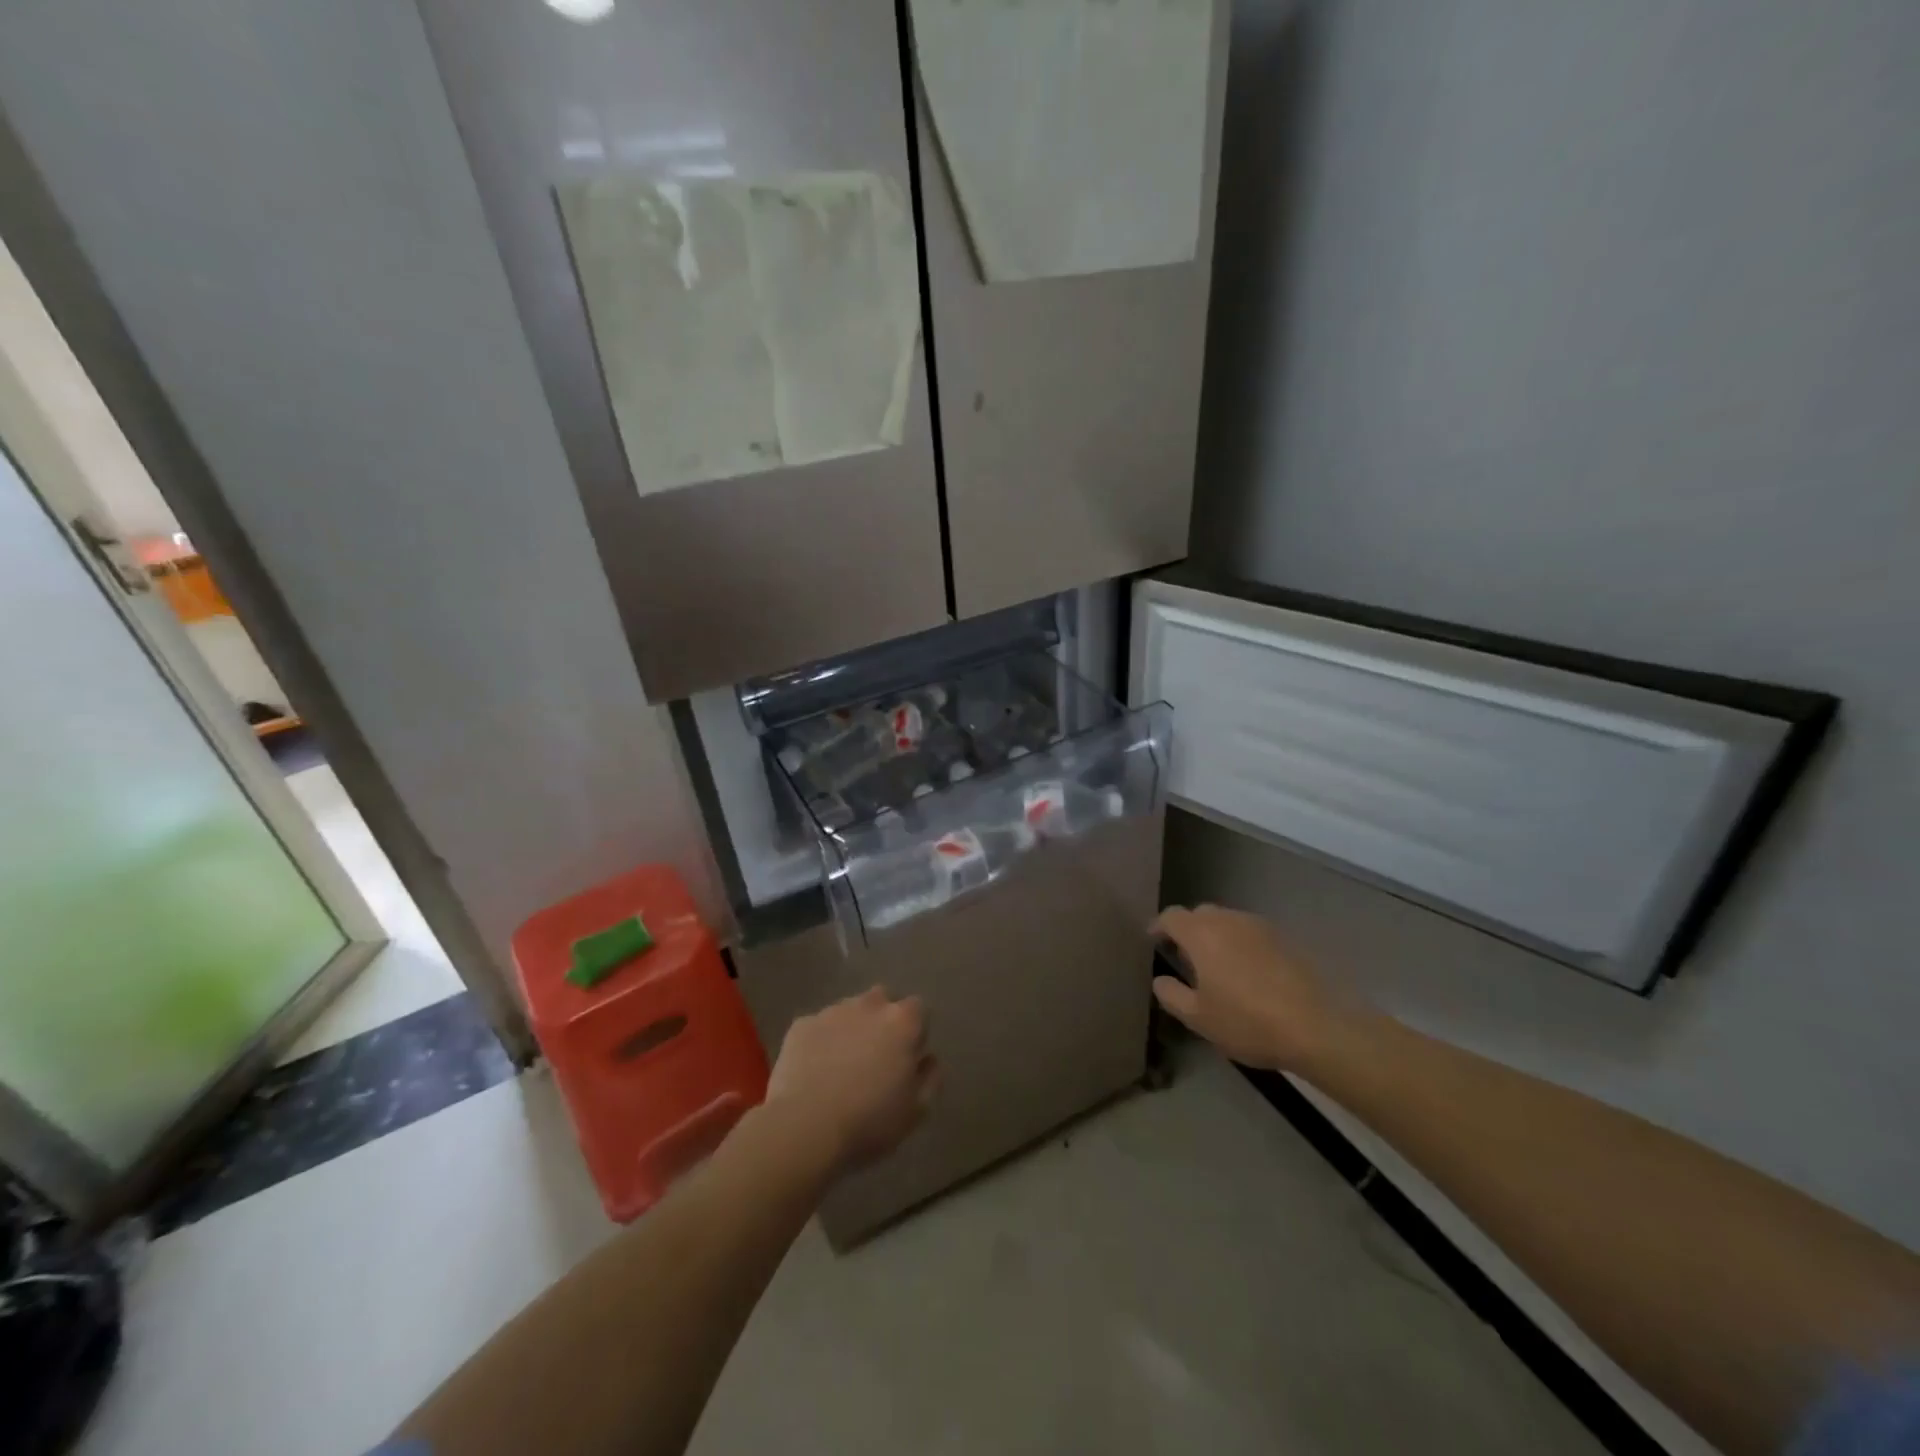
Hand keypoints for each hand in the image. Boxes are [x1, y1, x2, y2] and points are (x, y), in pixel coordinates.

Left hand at [765, 987, 939, 1176]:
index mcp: (902, 1022)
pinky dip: (821, 1042)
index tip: (908, 1058)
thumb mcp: (916, 1111)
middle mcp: (869, 1005)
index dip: (915, 1032)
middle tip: (876, 1057)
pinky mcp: (802, 1024)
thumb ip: (930, 1078)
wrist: (803, 1127)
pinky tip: (815, 1071)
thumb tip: (929, 1059)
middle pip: (883, 1000)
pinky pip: (819, 1027)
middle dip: (883, 1020)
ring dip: (852, 1028)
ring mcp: (832, 1011)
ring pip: (849, 1011)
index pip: (918, 1009)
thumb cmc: (869, 1121)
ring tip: (842, 1066)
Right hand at [1150, 905, 1357, 1072]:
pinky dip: (1242, 945)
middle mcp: (1228, 920)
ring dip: (1217, 936)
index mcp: (1201, 934)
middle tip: (1186, 958)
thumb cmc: (1247, 1021)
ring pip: (1228, 921)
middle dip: (1189, 930)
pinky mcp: (1285, 938)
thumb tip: (1160, 979)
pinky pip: (1252, 933)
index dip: (1159, 927)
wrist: (1316, 1027)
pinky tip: (1249, 973)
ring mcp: (1260, 926)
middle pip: (1200, 914)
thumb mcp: (1198, 1018)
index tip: (1154, 942)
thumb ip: (1171, 994)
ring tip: (1218, 966)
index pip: (1171, 916)